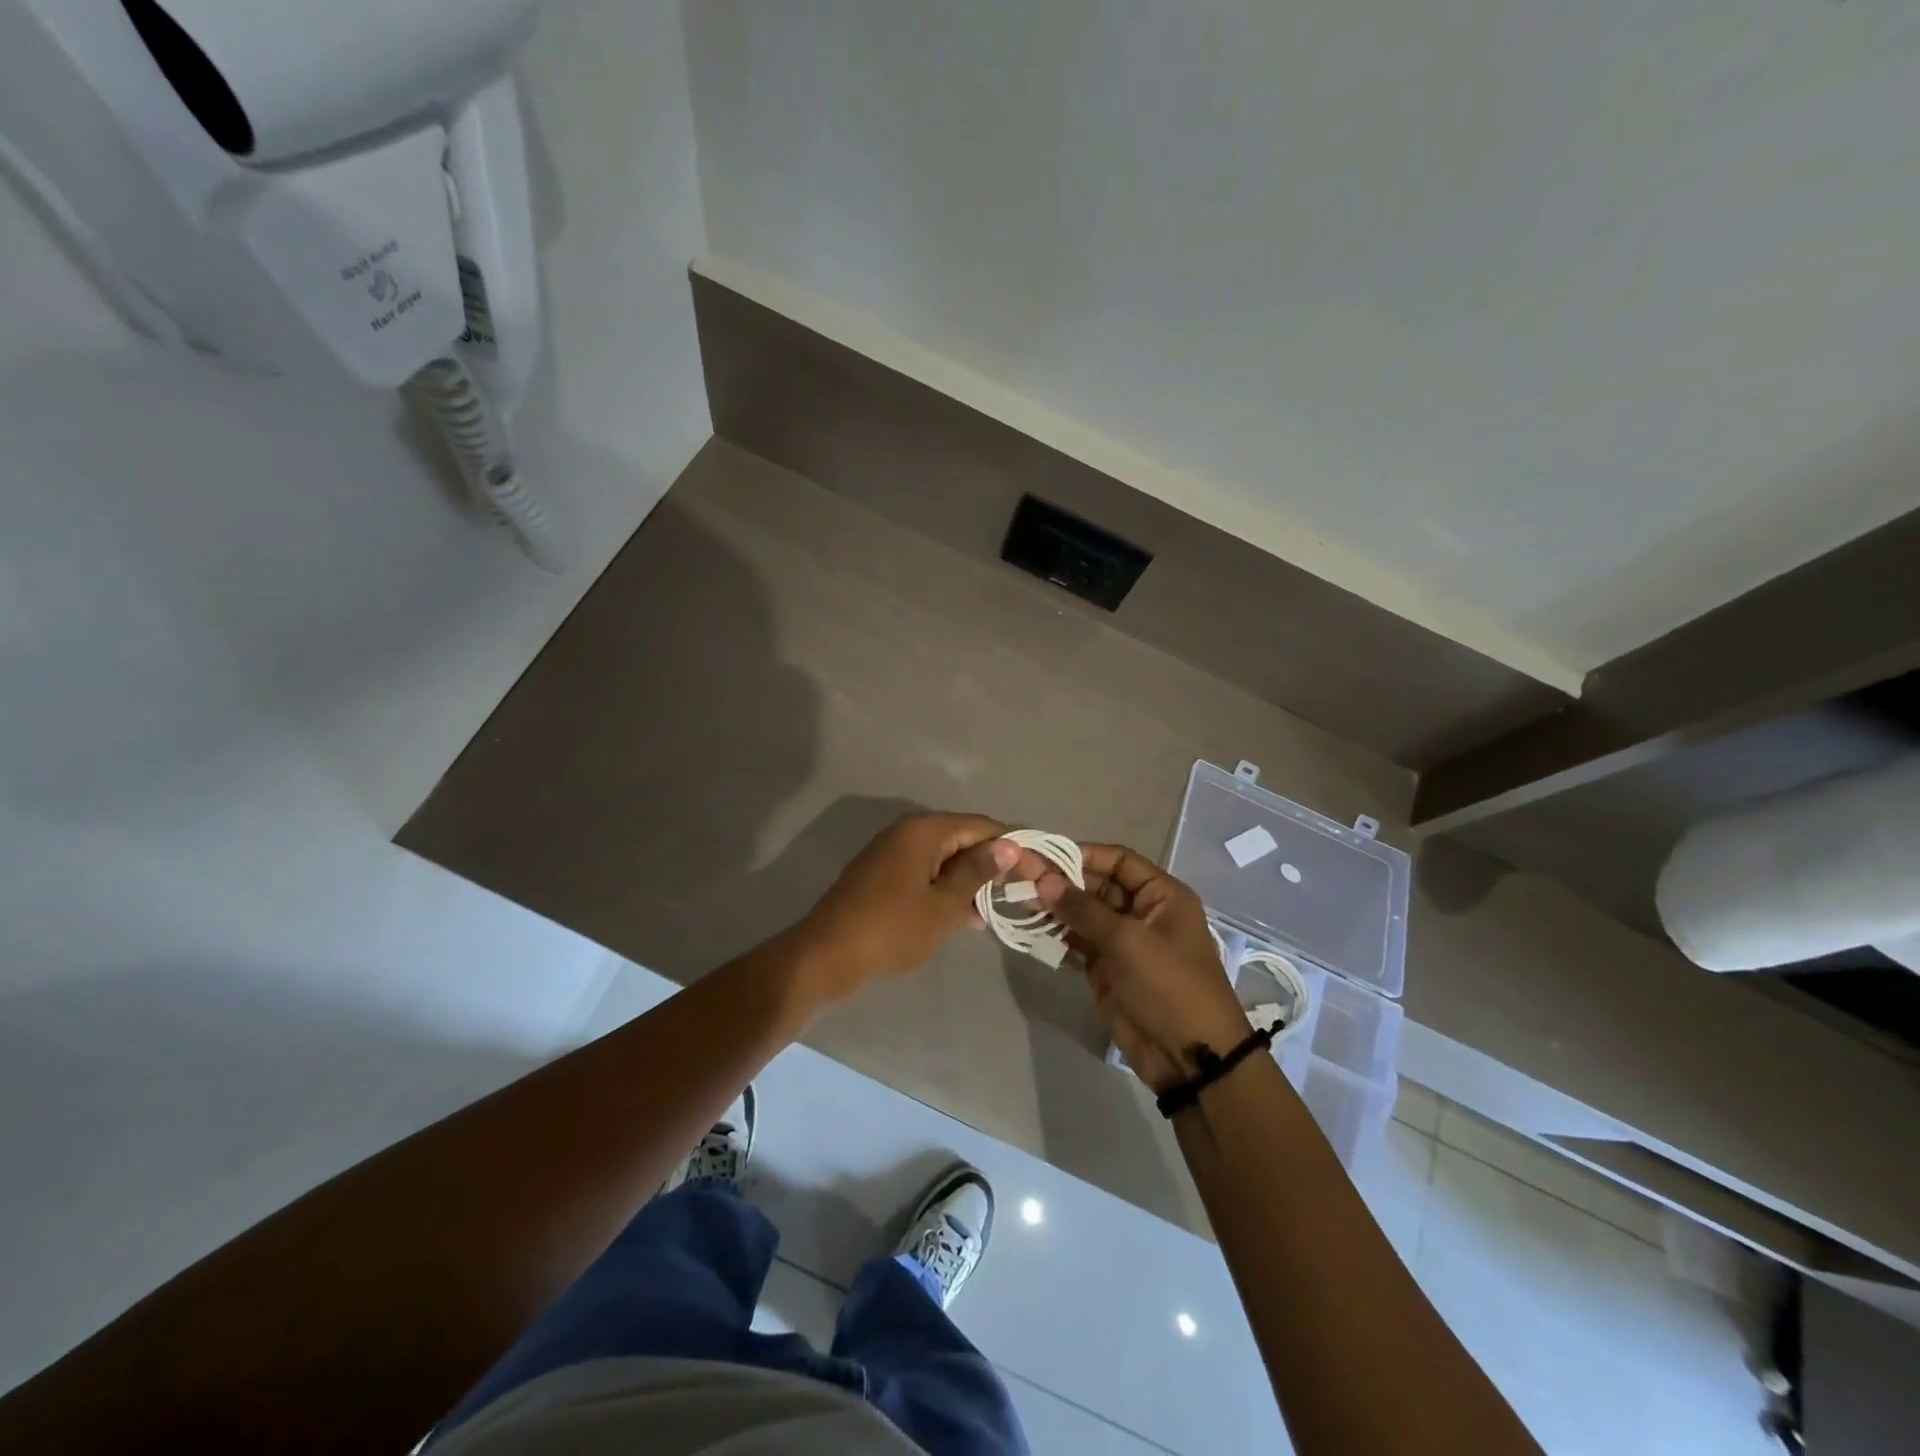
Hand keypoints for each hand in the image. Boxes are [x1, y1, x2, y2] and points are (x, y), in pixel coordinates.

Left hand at [796, 812, 1022, 996]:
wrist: (826, 956)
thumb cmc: (891, 930)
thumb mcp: (943, 905)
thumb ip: (977, 872)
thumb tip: (1007, 846)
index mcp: (924, 831)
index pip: (981, 827)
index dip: (1012, 847)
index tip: (1037, 873)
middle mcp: (907, 832)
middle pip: (962, 839)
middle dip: (992, 864)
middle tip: (1021, 893)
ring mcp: (891, 853)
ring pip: (944, 859)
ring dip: (970, 881)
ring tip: (998, 909)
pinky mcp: (882, 876)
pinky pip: (926, 873)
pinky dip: (947, 890)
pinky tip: (965, 917)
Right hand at [1036, 844, 1250, 1093]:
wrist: (1189, 1058)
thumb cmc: (1169, 986)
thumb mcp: (1128, 941)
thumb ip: (1083, 909)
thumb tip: (1043, 878)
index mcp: (1161, 895)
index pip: (1118, 861)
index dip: (1082, 855)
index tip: (1043, 854)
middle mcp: (1142, 912)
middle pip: (1096, 885)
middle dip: (1061, 882)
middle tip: (1020, 877)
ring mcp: (1123, 942)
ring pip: (1083, 915)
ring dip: (1054, 909)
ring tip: (1017, 900)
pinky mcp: (1107, 969)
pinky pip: (1077, 943)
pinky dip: (1055, 937)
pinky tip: (1029, 929)